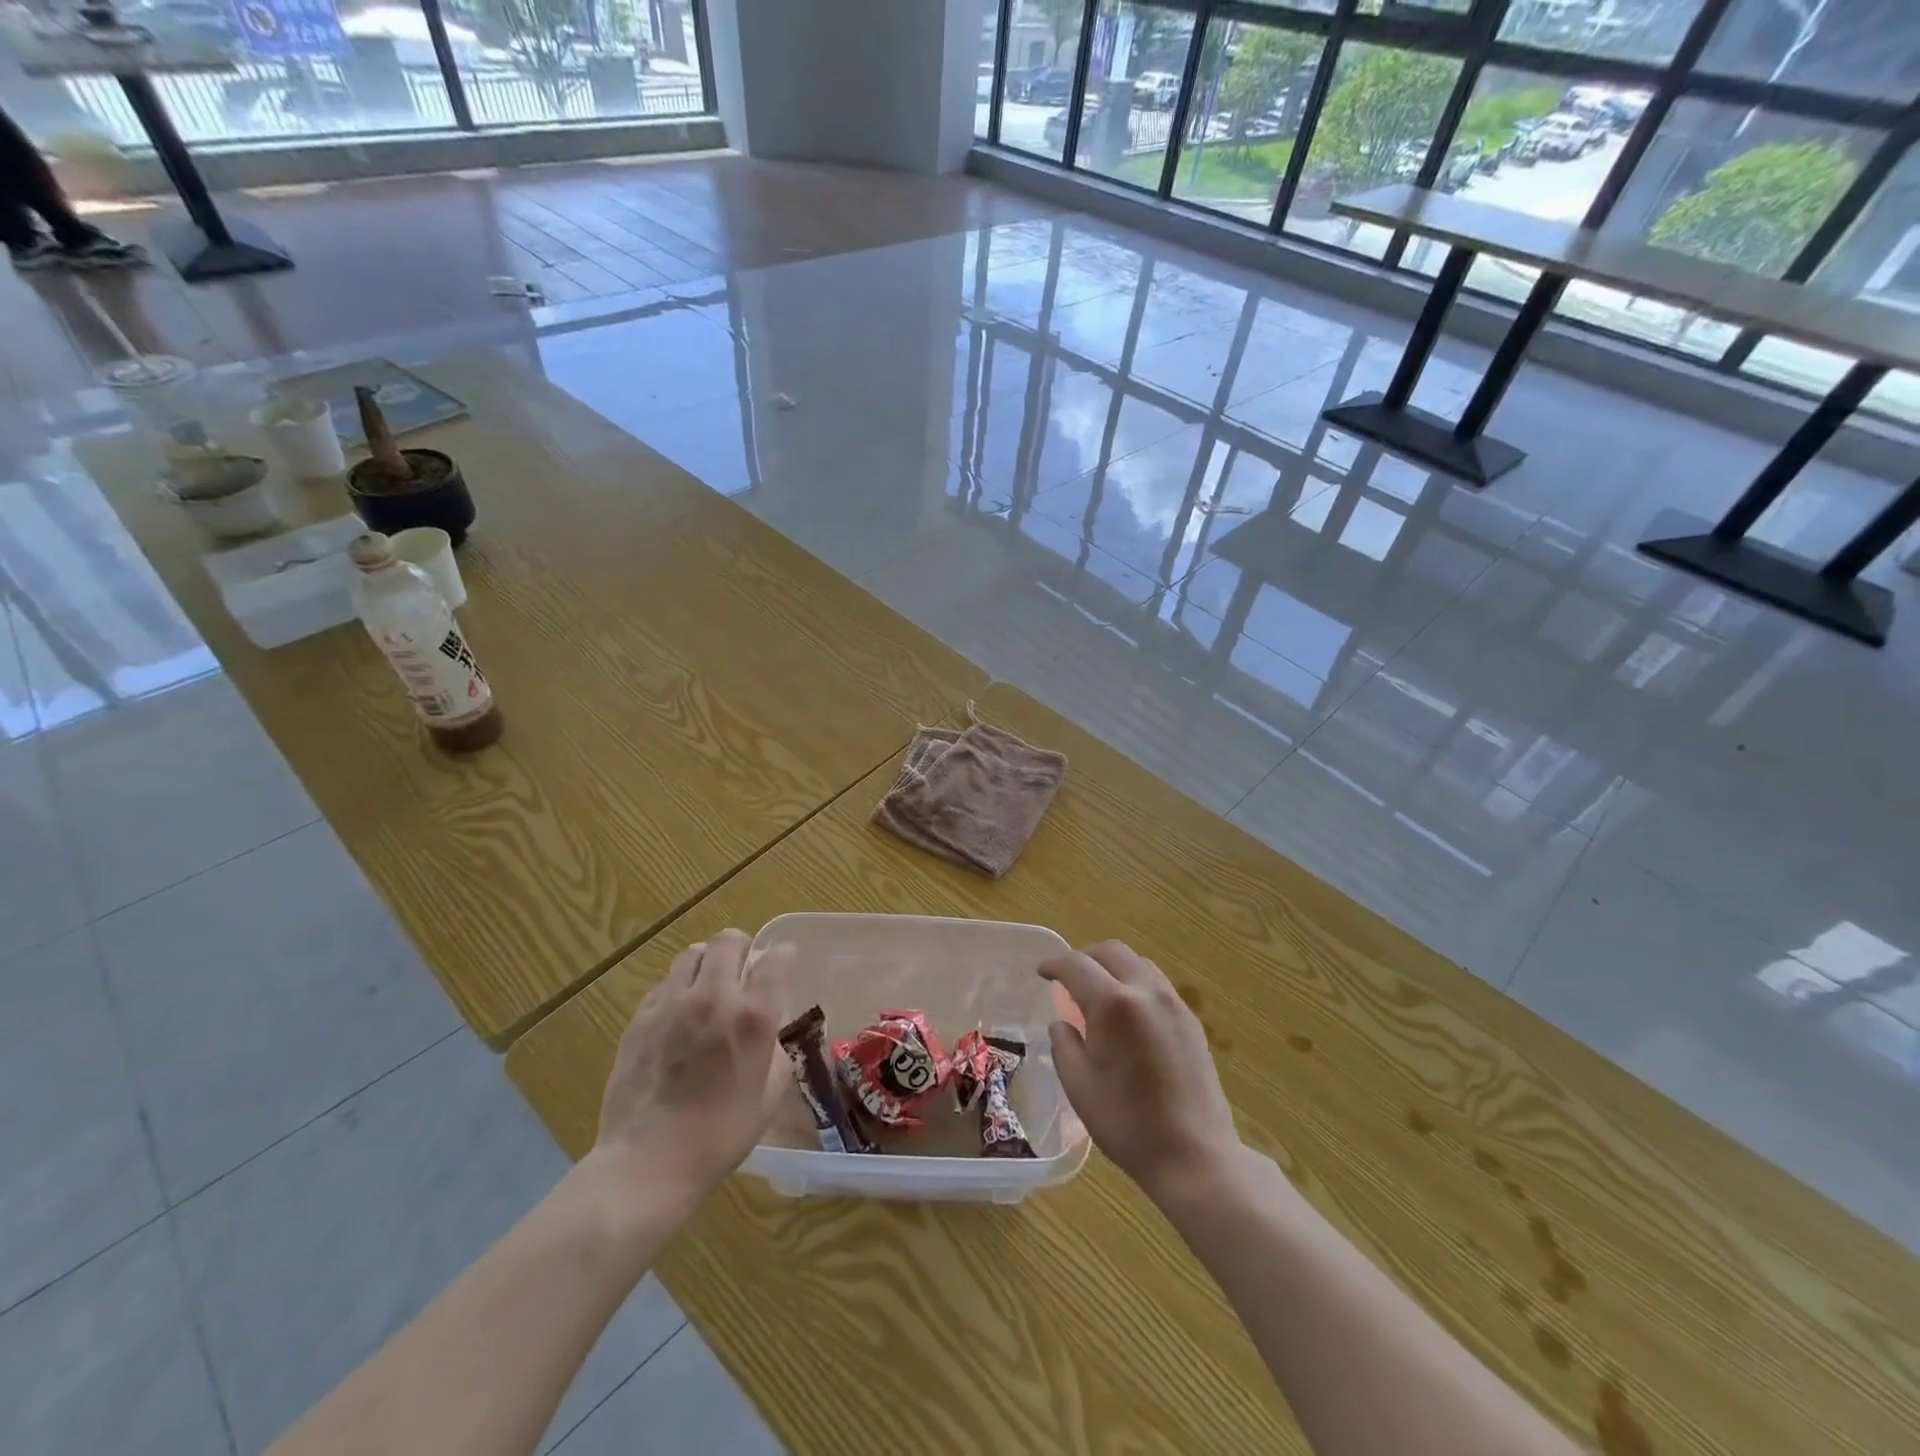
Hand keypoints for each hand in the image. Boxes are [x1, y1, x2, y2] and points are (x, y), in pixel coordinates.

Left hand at [592, 930, 788, 1203]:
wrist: (648, 1163)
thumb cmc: (720, 1136)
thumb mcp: (769, 1095)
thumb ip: (776, 1050)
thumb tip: (770, 1030)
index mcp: (753, 1016)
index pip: (774, 959)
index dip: (782, 954)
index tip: (783, 960)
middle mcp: (713, 997)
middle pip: (728, 941)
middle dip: (742, 946)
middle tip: (744, 966)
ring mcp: (671, 1005)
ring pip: (692, 954)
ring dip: (707, 961)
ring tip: (710, 983)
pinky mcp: (640, 1019)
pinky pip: (664, 984)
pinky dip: (678, 988)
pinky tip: (680, 1013)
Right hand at [1040, 941, 1241, 1200]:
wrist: (1194, 1156)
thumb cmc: (1128, 1124)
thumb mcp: (1079, 1086)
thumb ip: (1064, 1046)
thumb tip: (1062, 1024)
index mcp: (1114, 1004)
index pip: (1077, 965)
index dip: (1055, 964)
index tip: (1042, 972)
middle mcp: (1146, 992)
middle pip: (1112, 952)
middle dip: (1085, 957)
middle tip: (1067, 977)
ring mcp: (1174, 1004)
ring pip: (1138, 963)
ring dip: (1112, 966)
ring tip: (1097, 991)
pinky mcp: (1191, 1021)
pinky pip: (1157, 984)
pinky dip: (1134, 982)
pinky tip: (1127, 1012)